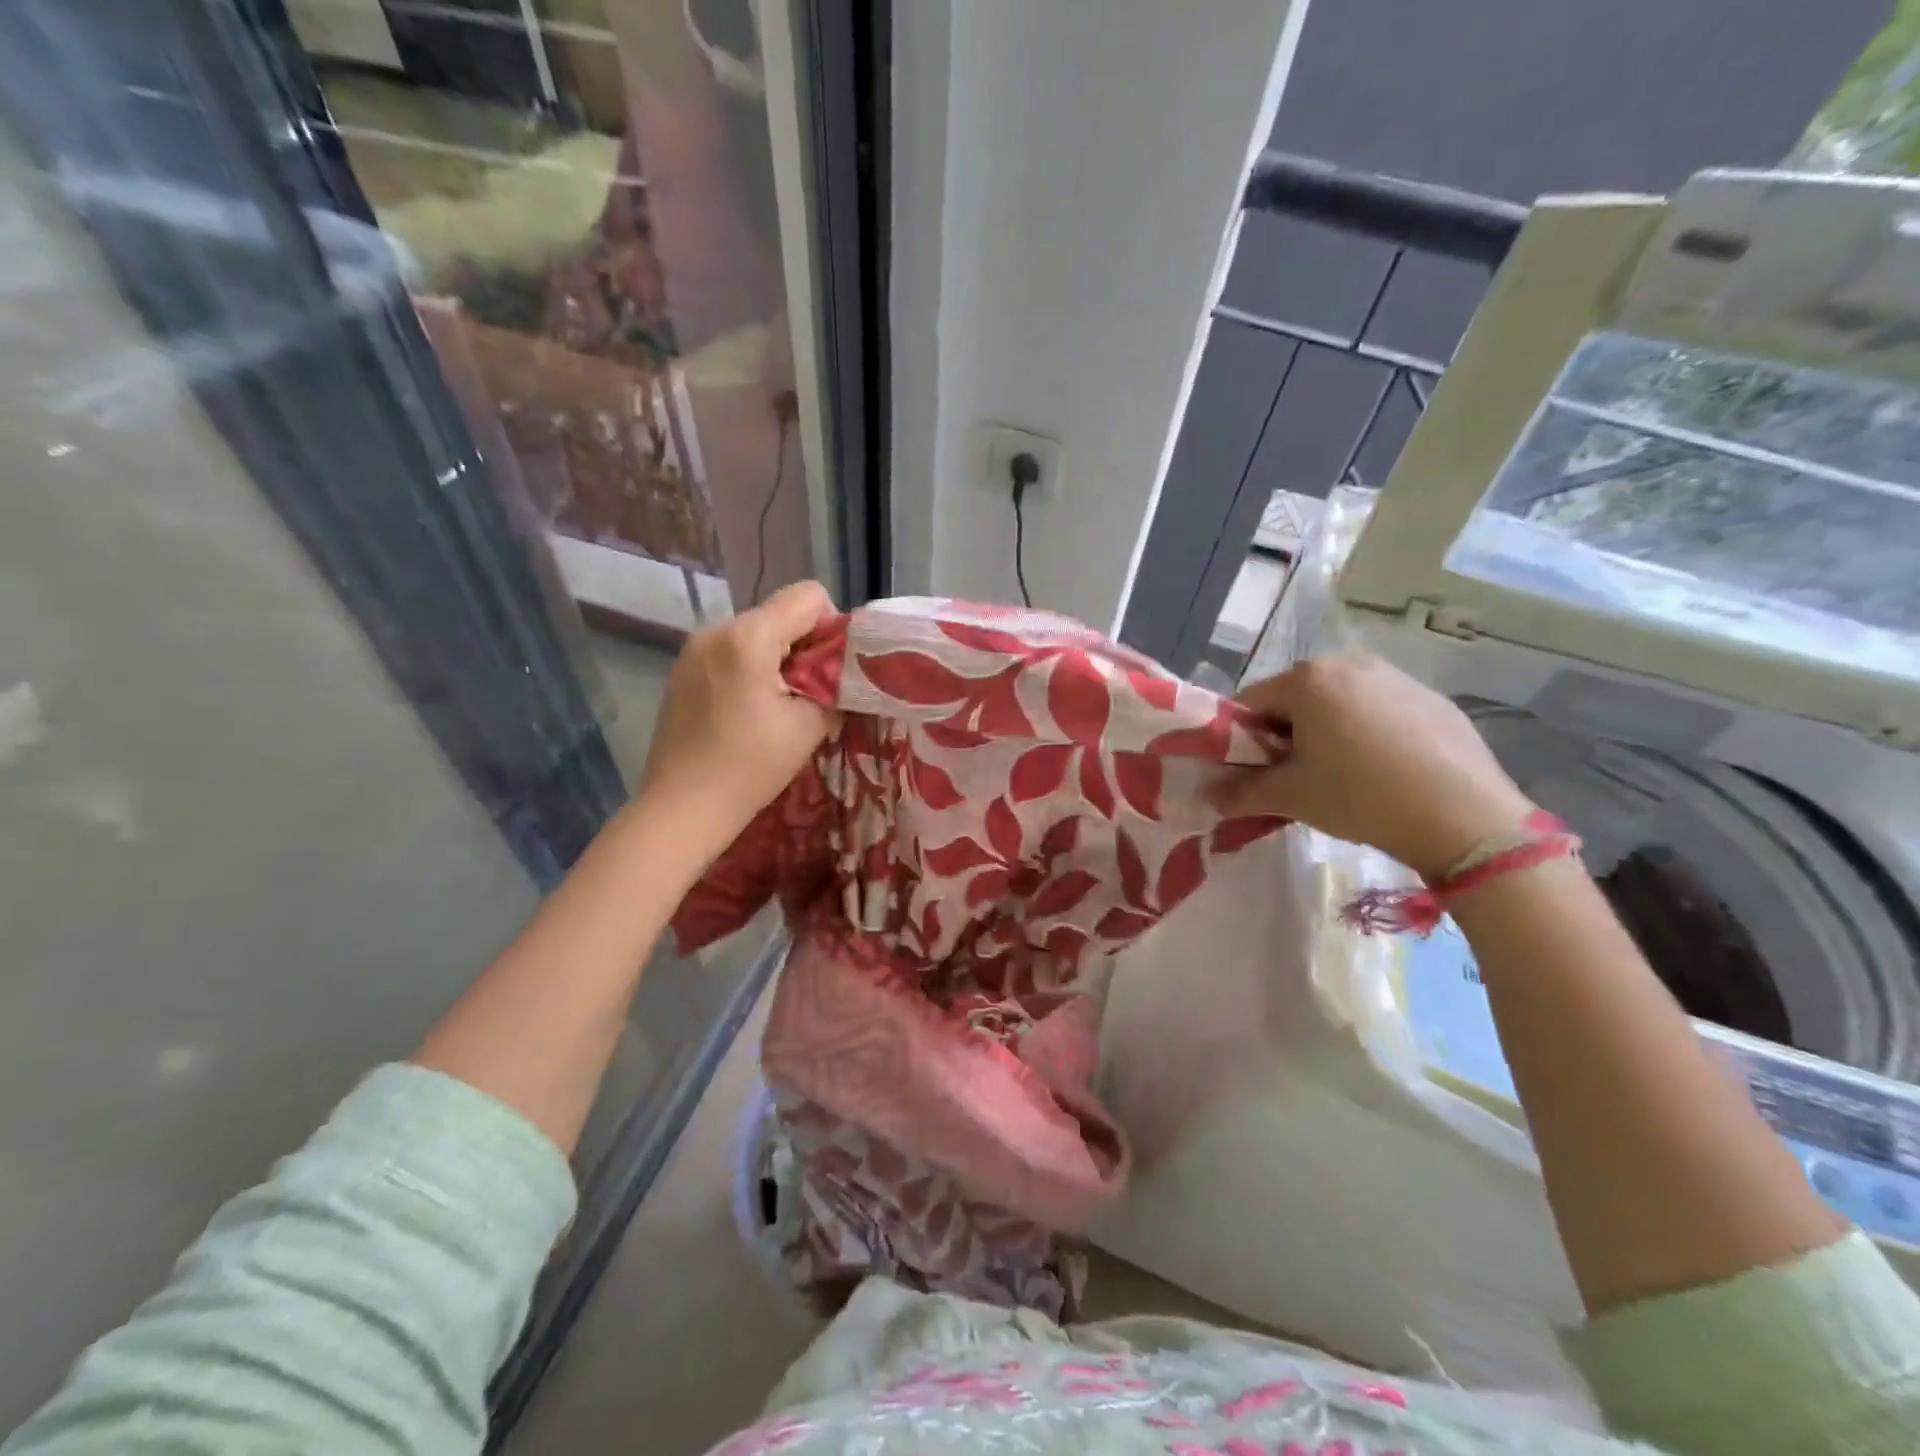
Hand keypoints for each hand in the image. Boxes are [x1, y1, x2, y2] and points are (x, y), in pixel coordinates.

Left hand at [637, 580, 838, 861]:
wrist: (681, 809)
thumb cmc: (750, 767)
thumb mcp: (809, 725)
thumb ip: (834, 684)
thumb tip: (841, 670)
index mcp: (748, 636)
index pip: (809, 596)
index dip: (832, 628)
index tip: (831, 672)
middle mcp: (716, 628)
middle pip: (780, 614)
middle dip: (804, 648)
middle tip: (809, 697)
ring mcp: (693, 649)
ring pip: (755, 634)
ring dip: (777, 661)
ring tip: (776, 709)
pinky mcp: (682, 671)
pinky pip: (730, 653)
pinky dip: (750, 671)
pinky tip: (747, 714)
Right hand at [1210, 654, 1534, 879]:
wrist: (1465, 816)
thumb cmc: (1360, 796)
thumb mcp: (1291, 797)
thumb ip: (1241, 792)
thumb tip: (1207, 797)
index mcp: (1308, 679)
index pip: (1250, 701)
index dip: (1240, 738)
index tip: (1250, 771)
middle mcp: (1349, 663)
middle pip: (1295, 698)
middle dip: (1284, 734)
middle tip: (1294, 777)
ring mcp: (1396, 676)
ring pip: (1338, 702)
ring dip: (1325, 733)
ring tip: (1341, 776)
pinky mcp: (1432, 698)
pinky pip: (1379, 709)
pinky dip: (1367, 733)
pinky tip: (1383, 771)